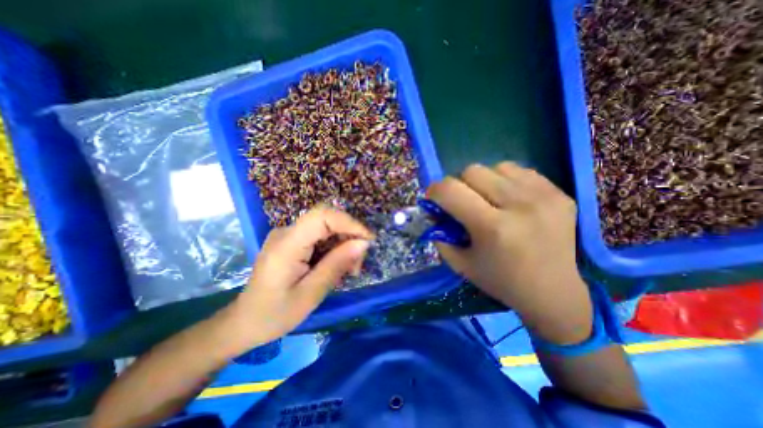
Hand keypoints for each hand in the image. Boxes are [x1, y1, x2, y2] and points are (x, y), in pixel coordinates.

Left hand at [224, 205, 372, 350]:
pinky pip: (320, 236)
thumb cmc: (275, 314)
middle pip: (327, 220)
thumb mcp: (311, 293)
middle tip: (357, 264)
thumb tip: (363, 243)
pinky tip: (337, 265)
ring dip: (343, 244)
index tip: (368, 240)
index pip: (322, 216)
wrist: (244, 322)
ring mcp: (288, 235)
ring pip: (326, 228)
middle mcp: (286, 232)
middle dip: (349, 236)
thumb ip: (337, 265)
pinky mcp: (292, 241)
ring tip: (349, 270)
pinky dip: (334, 248)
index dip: (349, 222)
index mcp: (286, 245)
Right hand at [428, 162, 591, 345]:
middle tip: (464, 203)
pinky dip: (506, 181)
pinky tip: (511, 201)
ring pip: (496, 167)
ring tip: (491, 201)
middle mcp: (519, 205)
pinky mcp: (559, 192)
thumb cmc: (499, 280)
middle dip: (460, 185)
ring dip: (485, 182)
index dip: (435, 190)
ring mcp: (544, 196)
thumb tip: (433, 210)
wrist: (553, 292)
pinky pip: (519, 171)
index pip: (451, 190)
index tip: (434, 198)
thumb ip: (439, 234)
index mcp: (492, 228)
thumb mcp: (459, 263)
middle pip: (472, 171)